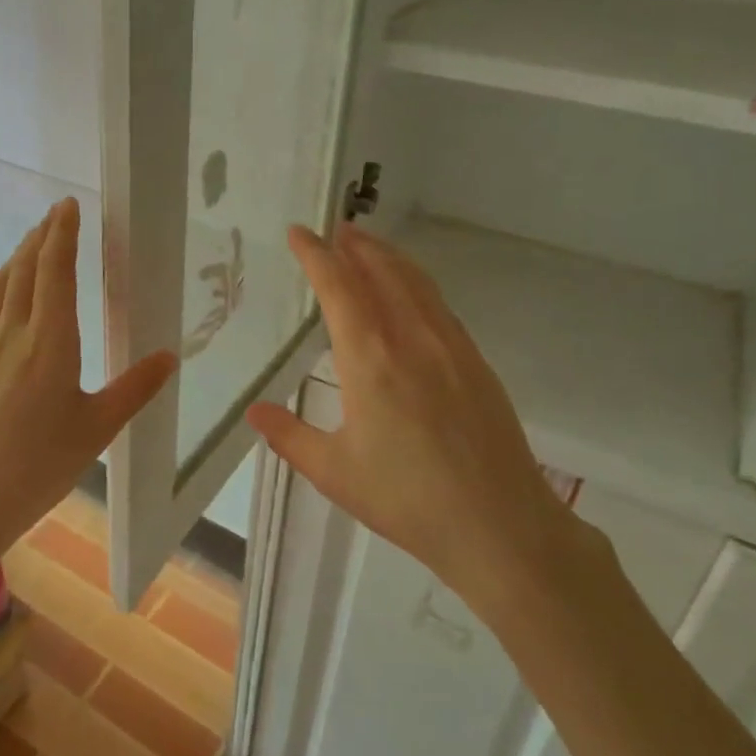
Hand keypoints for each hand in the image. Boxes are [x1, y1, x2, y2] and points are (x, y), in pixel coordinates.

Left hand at [0, 197, 176, 568]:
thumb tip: (170, 356)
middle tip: (56, 214)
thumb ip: (135, 389)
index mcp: (51, 342)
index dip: (63, 234)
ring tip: (30, 238)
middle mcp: (14, 334)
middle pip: (26, 272)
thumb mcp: (98, 429)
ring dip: (17, 257)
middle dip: (41, 238)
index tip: (70, 205)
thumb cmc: (39, 466)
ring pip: (1, 289)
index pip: (56, 271)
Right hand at [245, 223, 591, 619]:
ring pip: (416, 283)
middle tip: (335, 229)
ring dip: (388, 258)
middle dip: (355, 246)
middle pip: (382, 272)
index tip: (299, 233)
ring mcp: (450, 347)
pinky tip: (411, 295)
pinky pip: (439, 305)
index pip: (338, 287)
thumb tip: (255, 411)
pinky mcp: (476, 363)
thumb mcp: (333, 472)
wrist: (499, 526)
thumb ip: (289, 435)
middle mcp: (412, 339)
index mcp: (370, 359)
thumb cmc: (406, 499)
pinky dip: (416, 284)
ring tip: (368, 247)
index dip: (316, 255)